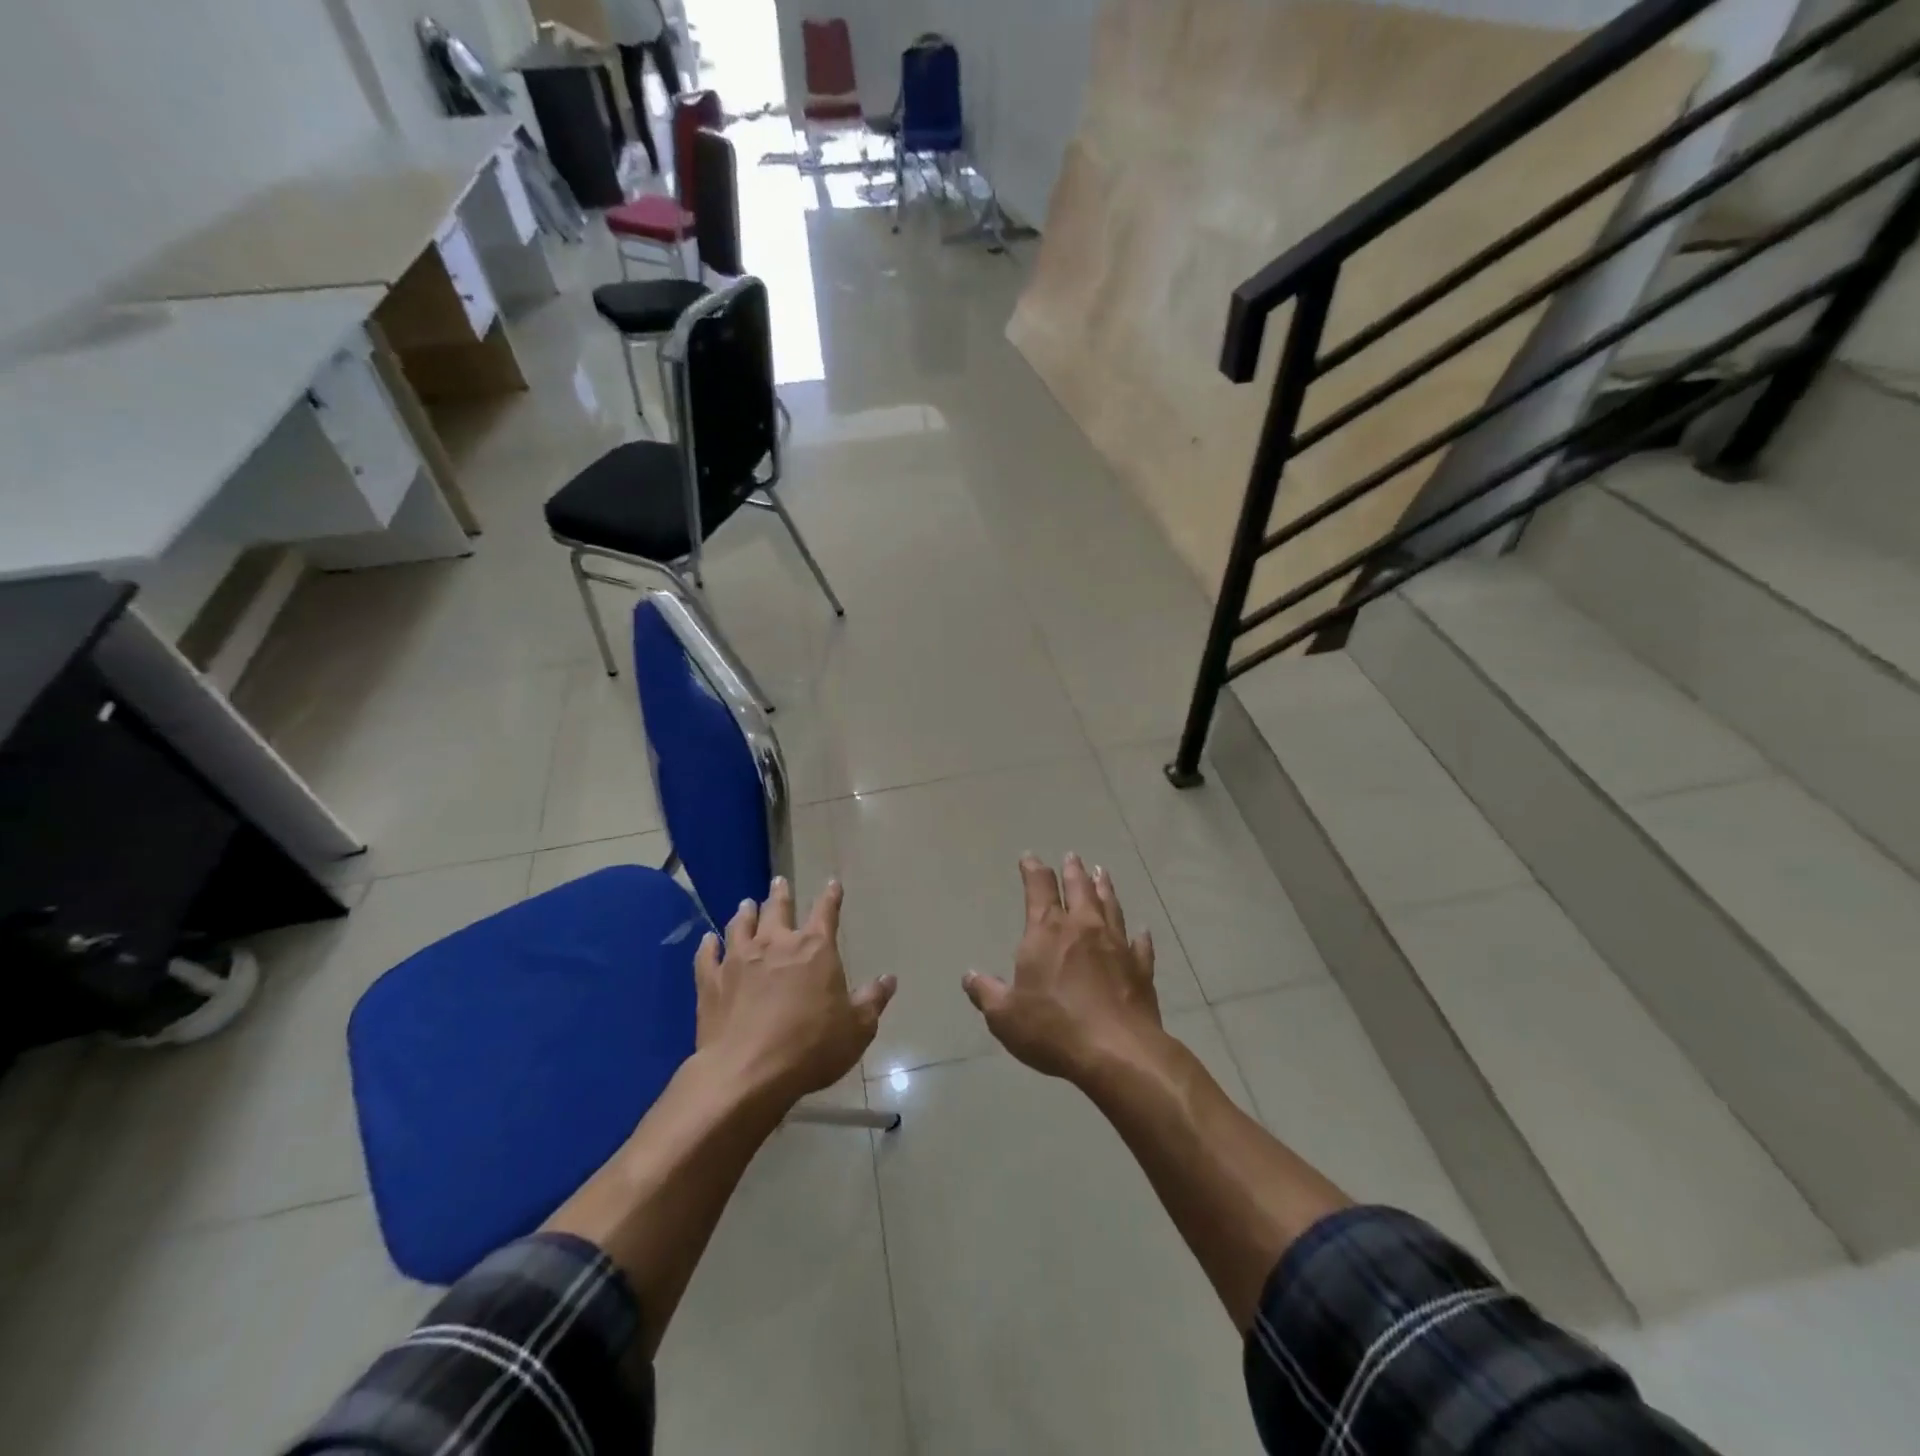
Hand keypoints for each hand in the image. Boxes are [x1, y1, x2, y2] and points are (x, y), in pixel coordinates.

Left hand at [694, 878, 896, 1103]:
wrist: (746, 1072)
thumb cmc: (810, 1047)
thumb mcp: (856, 1029)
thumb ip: (872, 1001)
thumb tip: (888, 979)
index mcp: (814, 949)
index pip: (826, 912)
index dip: (830, 897)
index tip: (832, 884)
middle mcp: (775, 944)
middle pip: (778, 909)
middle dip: (781, 894)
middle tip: (779, 882)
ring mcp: (738, 960)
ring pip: (741, 926)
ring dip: (746, 913)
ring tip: (746, 904)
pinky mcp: (711, 982)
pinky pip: (708, 956)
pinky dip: (708, 945)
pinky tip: (708, 939)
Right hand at [962, 853, 1161, 1084]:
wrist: (1118, 1052)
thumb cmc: (1054, 1028)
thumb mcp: (1005, 1016)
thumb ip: (986, 992)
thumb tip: (969, 975)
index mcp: (1047, 932)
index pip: (1039, 888)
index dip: (1033, 870)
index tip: (1030, 857)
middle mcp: (1084, 928)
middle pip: (1079, 889)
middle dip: (1073, 870)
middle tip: (1073, 855)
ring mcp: (1117, 946)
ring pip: (1110, 907)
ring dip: (1104, 888)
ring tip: (1102, 873)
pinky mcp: (1141, 969)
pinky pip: (1140, 945)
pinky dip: (1139, 936)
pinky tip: (1142, 930)